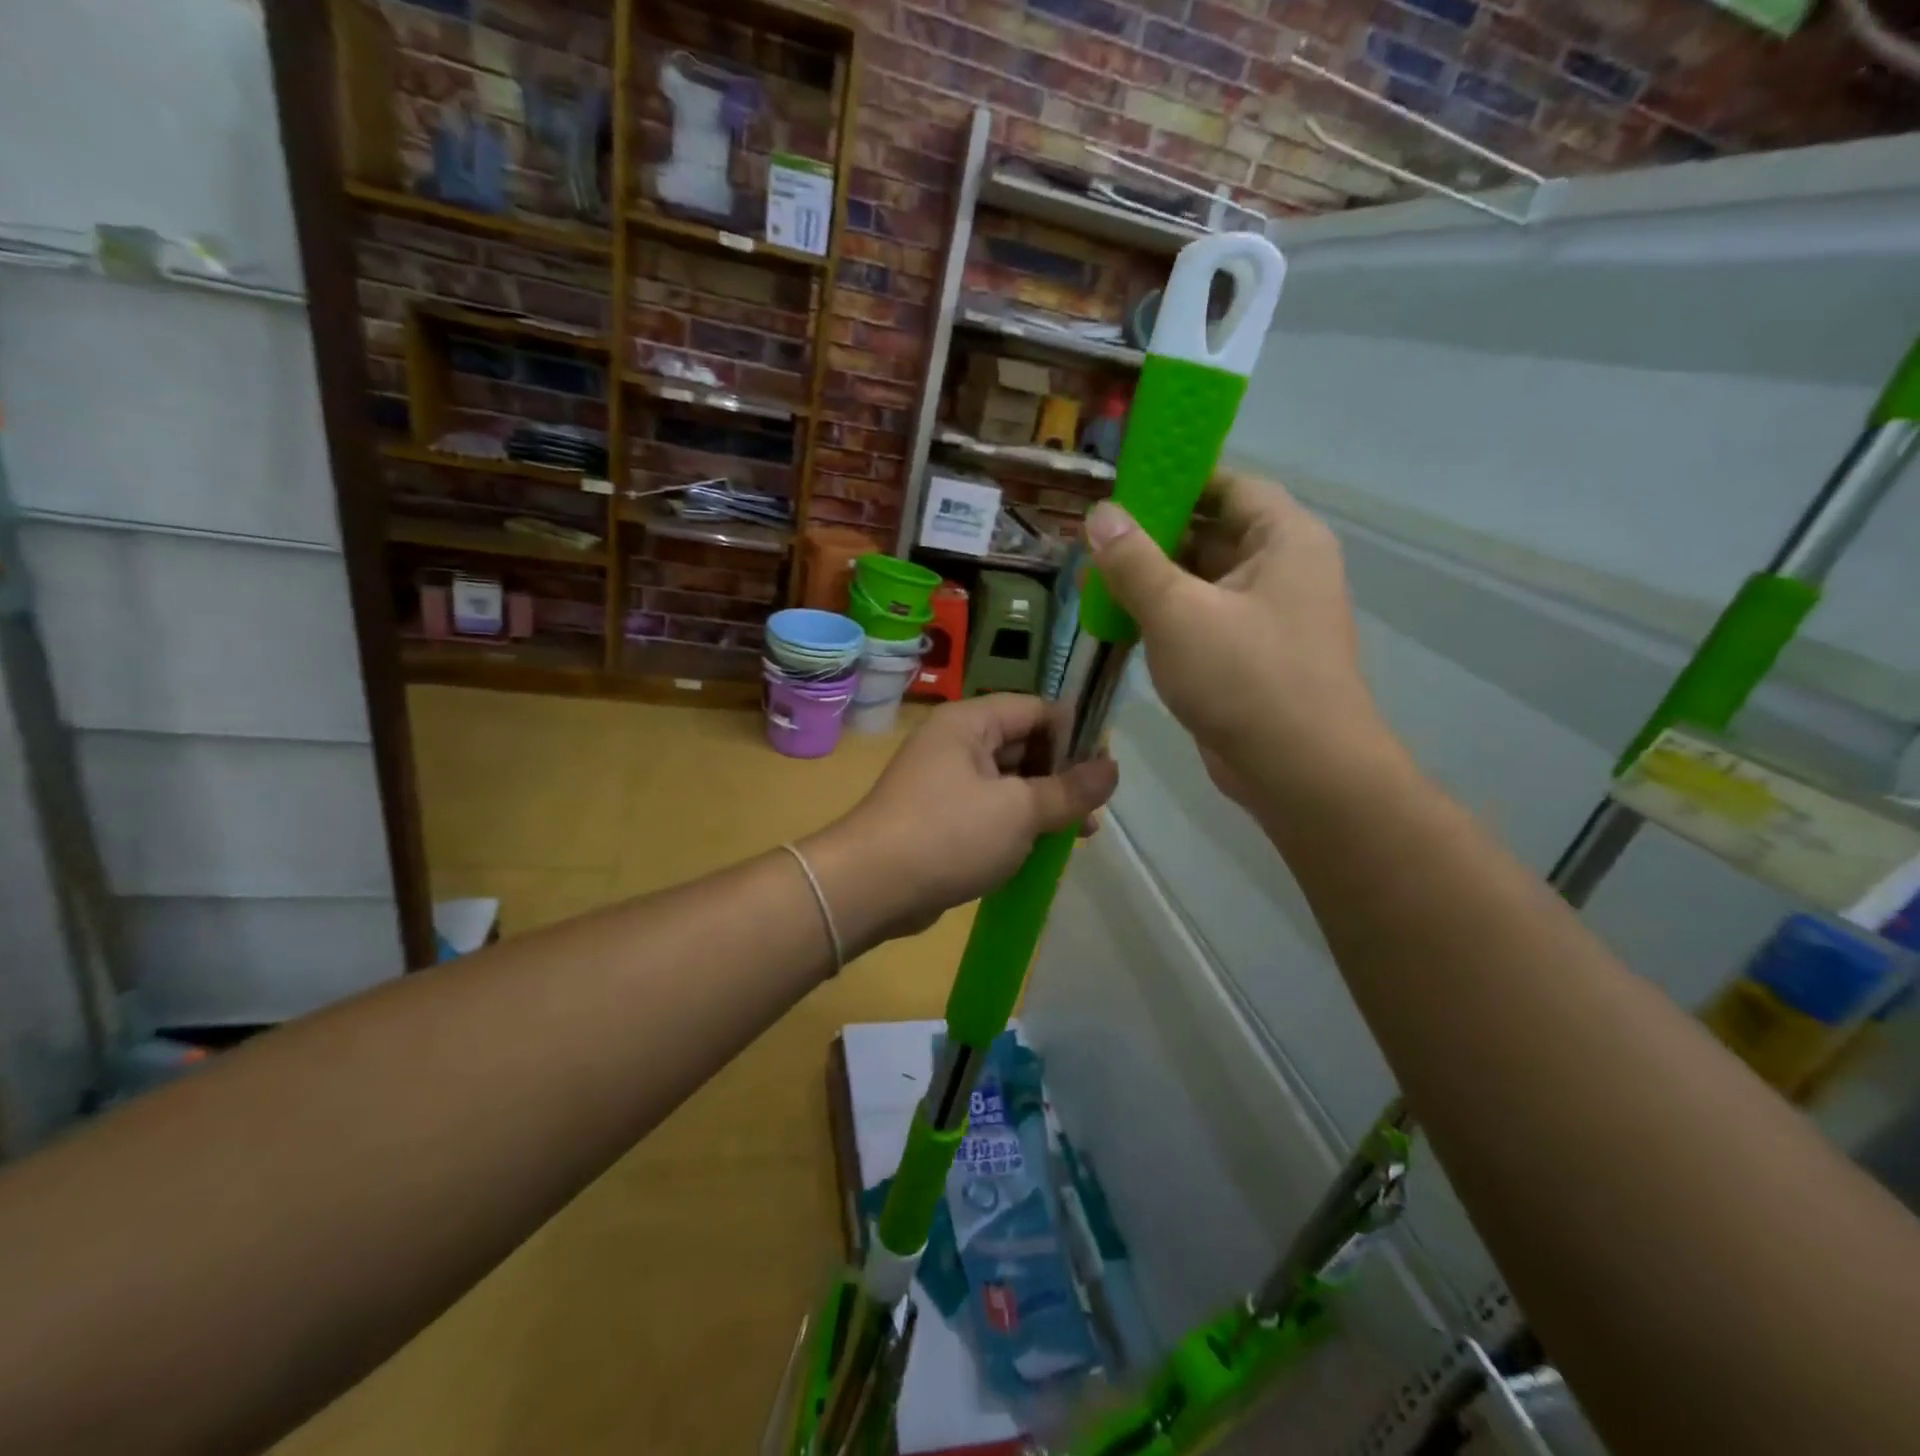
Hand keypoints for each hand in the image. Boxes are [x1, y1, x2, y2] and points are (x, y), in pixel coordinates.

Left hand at [805, 696, 1117, 949]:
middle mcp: (955, 743)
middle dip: (1062, 776)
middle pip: (1024, 745)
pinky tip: (1041, 849)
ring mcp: (944, 781)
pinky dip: (1016, 824)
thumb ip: (1070, 789)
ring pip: (1009, 782)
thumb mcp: (1020, 810)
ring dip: (1043, 804)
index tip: (1105, 770)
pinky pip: (989, 810)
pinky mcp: (939, 817)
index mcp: (970, 722)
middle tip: (1095, 810)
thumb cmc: (948, 835)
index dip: (1075, 734)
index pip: (1037, 710)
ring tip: (1079, 834)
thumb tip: (1112, 768)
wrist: (869, 888)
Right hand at [1084, 469, 1395, 804]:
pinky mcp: (1249, 657)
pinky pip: (1202, 620)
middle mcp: (1282, 570)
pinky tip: (1120, 622)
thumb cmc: (1245, 677)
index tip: (1122, 489)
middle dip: (1152, 537)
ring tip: (1095, 581)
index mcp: (1284, 539)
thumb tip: (1099, 513)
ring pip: (1202, 582)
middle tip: (1094, 541)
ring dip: (1152, 581)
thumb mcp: (1178, 612)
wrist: (1299, 772)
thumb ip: (1134, 560)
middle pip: (1212, 534)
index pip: (1229, 486)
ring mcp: (1267, 617)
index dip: (1177, 481)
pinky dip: (1164, 618)